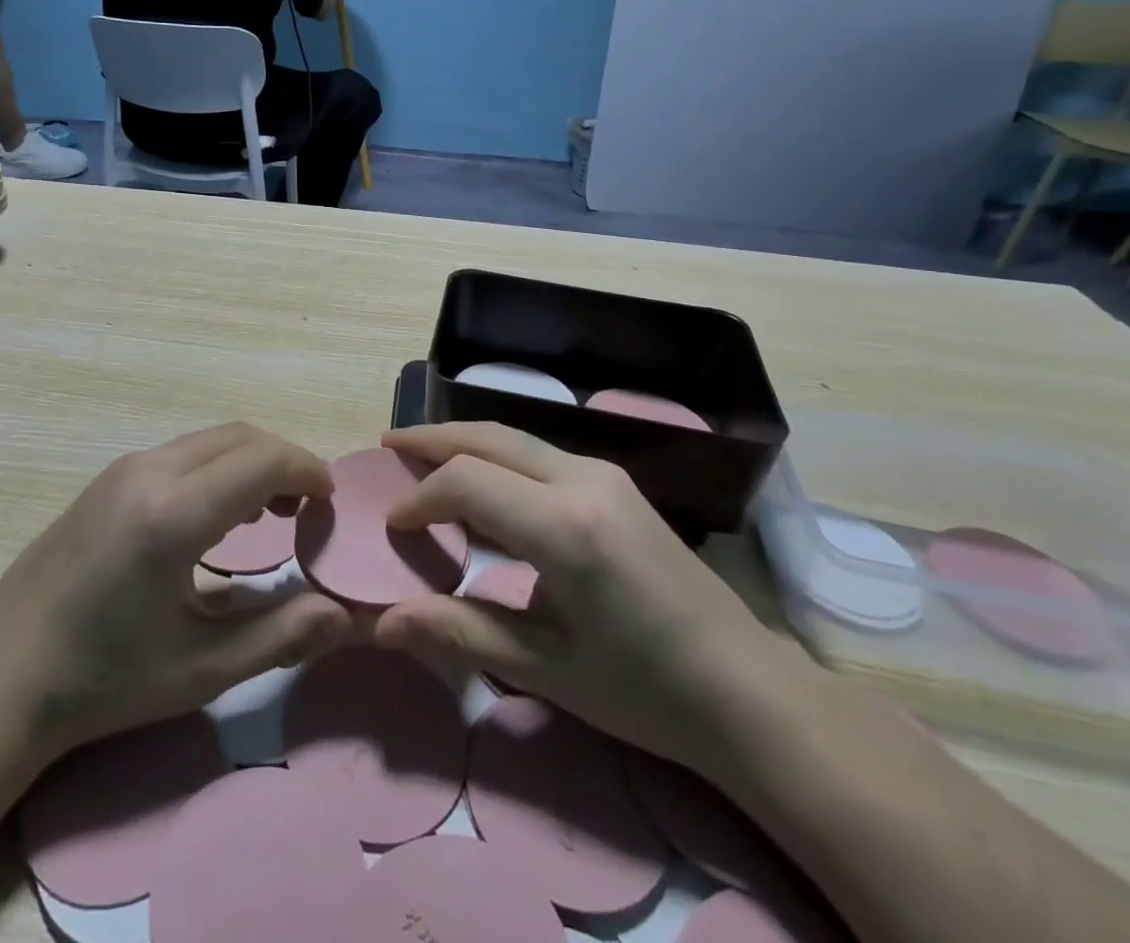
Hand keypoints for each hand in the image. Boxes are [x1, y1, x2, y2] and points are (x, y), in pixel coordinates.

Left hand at [0, 424, 351, 763]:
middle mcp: (149, 473)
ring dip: (250, 460)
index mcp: (173, 515)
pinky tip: (217, 516)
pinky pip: (181, 452)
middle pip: (240, 436)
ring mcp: (122, 470)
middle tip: (308, 506)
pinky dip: (218, 466)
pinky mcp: (107, 479)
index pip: (262, 460)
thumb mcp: (199, 671)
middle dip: (284, 460)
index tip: (330, 501)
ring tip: (271, 512)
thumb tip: (342, 614)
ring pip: (210, 439)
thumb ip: (278, 635)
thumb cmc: (103, 682)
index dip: (307, 470)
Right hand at [373, 423, 783, 779]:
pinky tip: (483, 480)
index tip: (393, 526)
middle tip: (389, 442)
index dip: (420, 497)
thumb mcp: (544, 669)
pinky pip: (541, 454)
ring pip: (517, 438)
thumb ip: (459, 631)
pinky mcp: (617, 483)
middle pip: (490, 437)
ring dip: (466, 442)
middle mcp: (583, 479)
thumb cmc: (643, 691)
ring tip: (423, 454)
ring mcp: (605, 474)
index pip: (467, 481)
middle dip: (434, 437)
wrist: (746, 692)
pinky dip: (498, 457)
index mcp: (564, 526)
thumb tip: (382, 624)